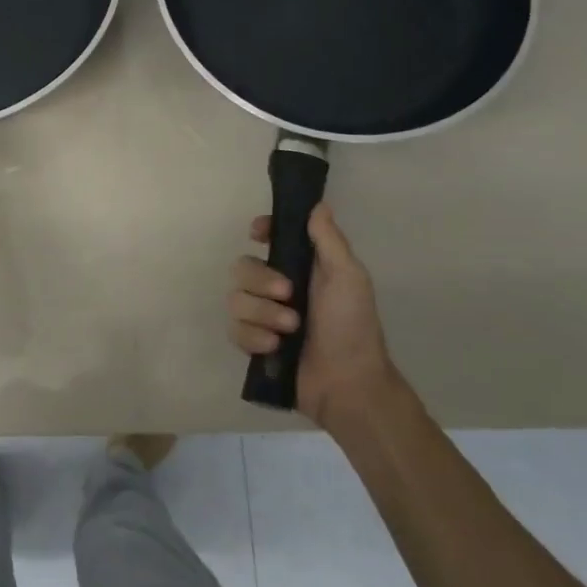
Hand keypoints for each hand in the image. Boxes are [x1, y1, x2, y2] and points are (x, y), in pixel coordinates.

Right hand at [229, 202, 399, 435]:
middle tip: (288, 295)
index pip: (270, 238)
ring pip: (235, 299)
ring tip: (289, 330)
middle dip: (261, 281)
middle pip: (242, 267)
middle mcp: (277, 287)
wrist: (347, 382)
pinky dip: (254, 337)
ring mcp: (262, 316)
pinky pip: (234, 328)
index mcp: (302, 267)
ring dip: (262, 314)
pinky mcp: (252, 343)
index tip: (258, 234)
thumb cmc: (352, 326)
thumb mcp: (348, 277)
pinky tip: (275, 348)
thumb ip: (328, 240)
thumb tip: (316, 204)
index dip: (260, 231)